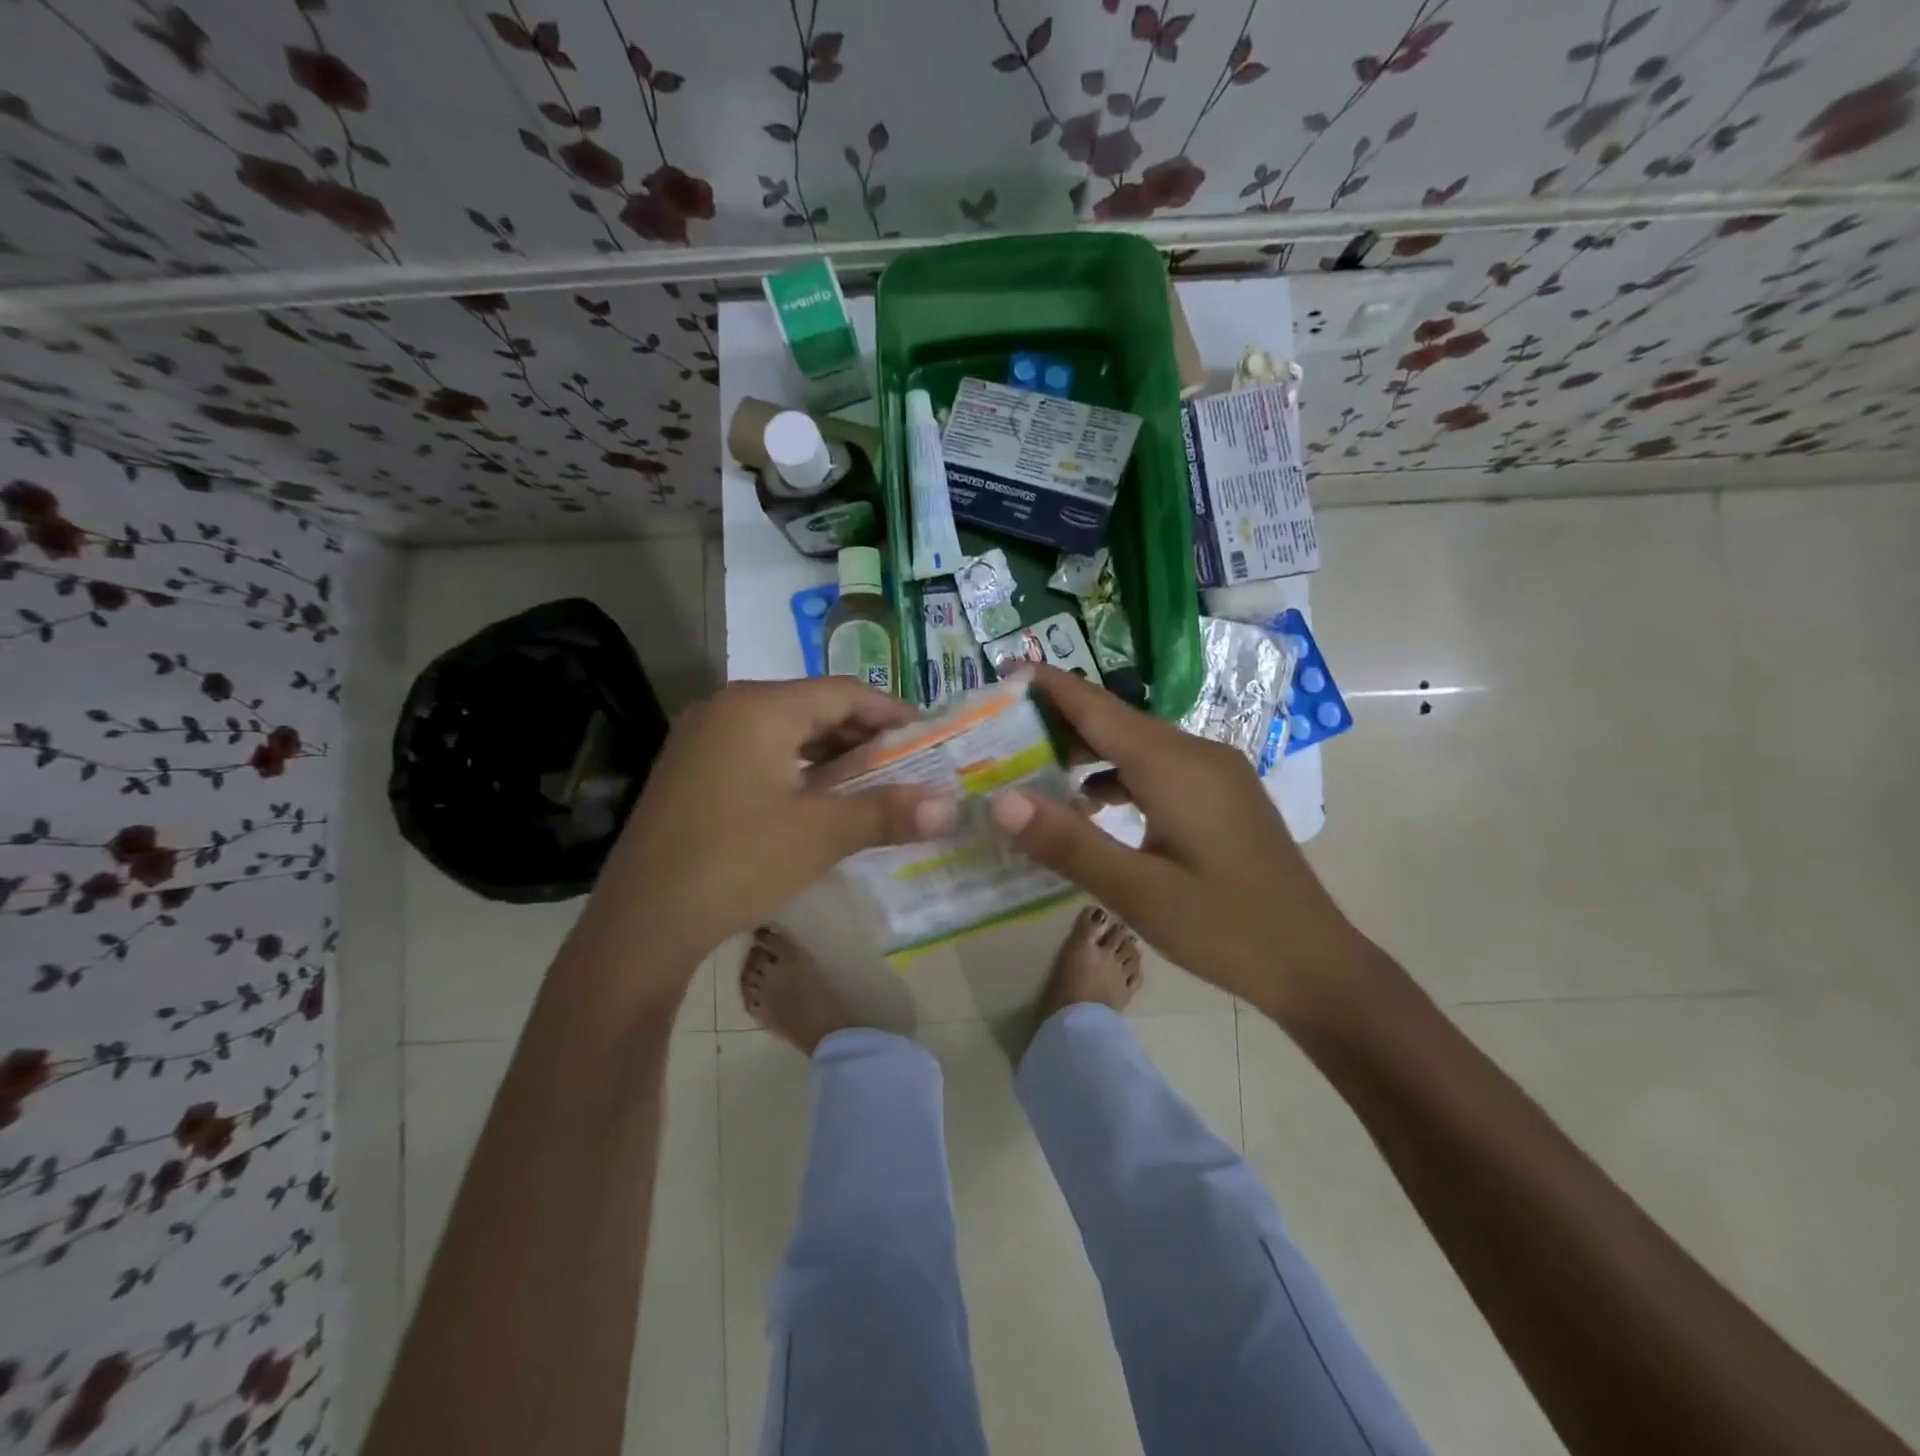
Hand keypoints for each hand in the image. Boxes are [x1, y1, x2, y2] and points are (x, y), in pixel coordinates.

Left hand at [582, 678, 955, 972]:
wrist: (641, 923)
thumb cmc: (736, 863)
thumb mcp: (820, 834)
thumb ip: (887, 812)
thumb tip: (951, 807)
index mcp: (759, 707)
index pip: (843, 692)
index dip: (890, 711)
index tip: (927, 736)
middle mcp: (726, 708)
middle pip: (812, 706)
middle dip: (862, 734)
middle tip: (904, 763)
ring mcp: (702, 737)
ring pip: (784, 730)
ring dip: (830, 752)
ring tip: (869, 781)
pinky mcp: (690, 769)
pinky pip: (757, 751)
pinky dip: (796, 767)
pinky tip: (816, 798)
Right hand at [989, 666, 1365, 1018]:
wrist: (1315, 963)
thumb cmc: (1225, 928)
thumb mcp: (1138, 893)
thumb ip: (1069, 843)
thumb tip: (1000, 800)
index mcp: (1175, 766)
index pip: (1098, 709)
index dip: (1050, 686)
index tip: (1003, 670)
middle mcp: (1197, 754)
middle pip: (1116, 721)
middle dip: (1060, 719)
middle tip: (1002, 729)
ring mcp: (1215, 773)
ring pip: (1138, 744)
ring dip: (1088, 749)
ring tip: (1035, 763)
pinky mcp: (1221, 795)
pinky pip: (1158, 767)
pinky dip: (1117, 774)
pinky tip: (1091, 803)